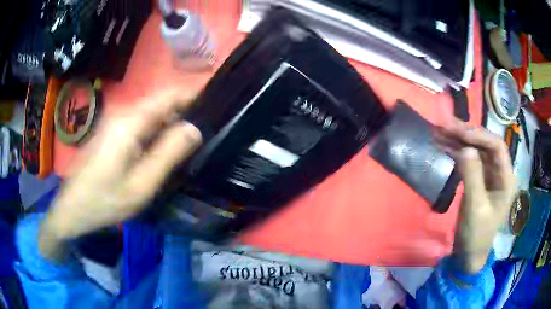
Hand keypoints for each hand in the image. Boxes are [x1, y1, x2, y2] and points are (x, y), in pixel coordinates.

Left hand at [39, 90, 201, 260]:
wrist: (72, 209)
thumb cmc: (104, 201)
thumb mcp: (140, 185)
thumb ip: (168, 154)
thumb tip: (195, 129)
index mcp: (130, 122)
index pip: (169, 95)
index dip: (193, 96)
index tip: (214, 108)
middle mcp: (123, 114)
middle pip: (161, 104)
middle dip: (184, 115)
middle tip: (204, 137)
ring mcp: (115, 122)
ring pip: (152, 115)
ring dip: (171, 126)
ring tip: (188, 146)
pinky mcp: (112, 132)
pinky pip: (141, 125)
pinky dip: (156, 133)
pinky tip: (162, 152)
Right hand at [436, 119, 515, 273]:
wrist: (468, 254)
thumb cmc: (476, 235)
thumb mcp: (475, 208)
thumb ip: (472, 177)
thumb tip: (465, 148)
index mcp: (506, 178)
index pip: (496, 147)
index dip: (480, 135)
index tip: (459, 132)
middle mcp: (499, 172)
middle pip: (485, 145)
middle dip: (466, 134)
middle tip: (444, 125)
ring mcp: (488, 175)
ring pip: (475, 150)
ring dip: (458, 140)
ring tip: (439, 131)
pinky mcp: (478, 180)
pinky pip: (468, 160)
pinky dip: (456, 152)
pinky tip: (444, 146)